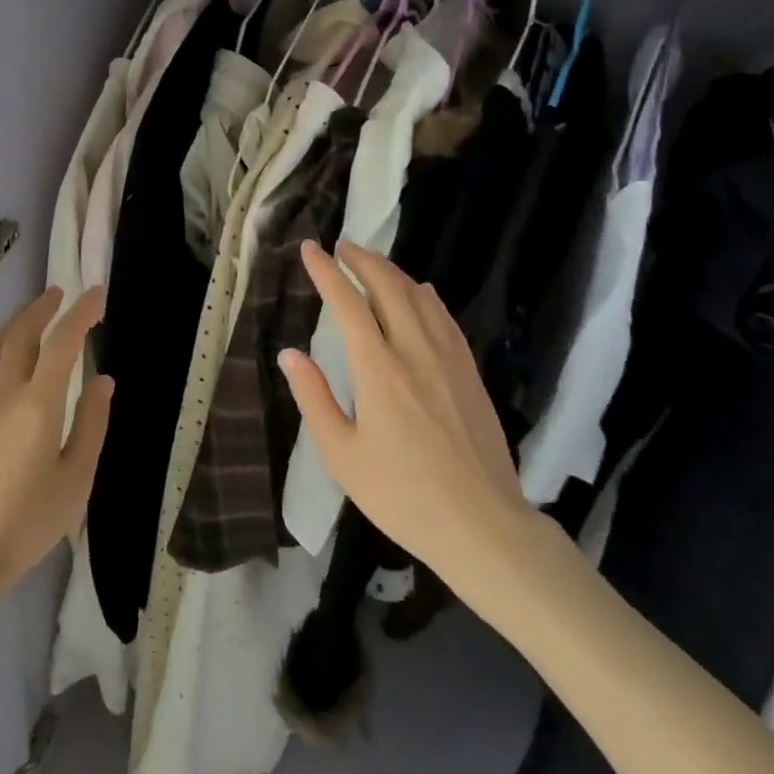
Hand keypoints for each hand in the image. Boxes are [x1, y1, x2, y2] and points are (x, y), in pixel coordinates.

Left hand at [0, 287, 112, 602]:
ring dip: (15, 324)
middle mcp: (4, 395)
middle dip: (41, 308)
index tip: (96, 293)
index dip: (81, 313)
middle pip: (21, 335)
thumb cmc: (24, 524)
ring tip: (30, 315)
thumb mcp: (75, 481)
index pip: (62, 342)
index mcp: (38, 403)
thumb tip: (103, 381)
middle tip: (59, 293)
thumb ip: (91, 426)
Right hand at [278, 242, 537, 588]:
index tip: (310, 249)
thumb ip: (314, 398)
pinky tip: (422, 292)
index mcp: (379, 370)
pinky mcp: (470, 372)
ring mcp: (448, 358)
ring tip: (372, 262)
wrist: (483, 527)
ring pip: (418, 295)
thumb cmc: (403, 496)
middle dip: (362, 259)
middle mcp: (414, 351)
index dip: (326, 271)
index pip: (347, 303)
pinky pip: (445, 317)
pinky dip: (425, 295)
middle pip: (387, 286)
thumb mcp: (343, 456)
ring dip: (392, 271)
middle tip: (341, 246)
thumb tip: (290, 353)